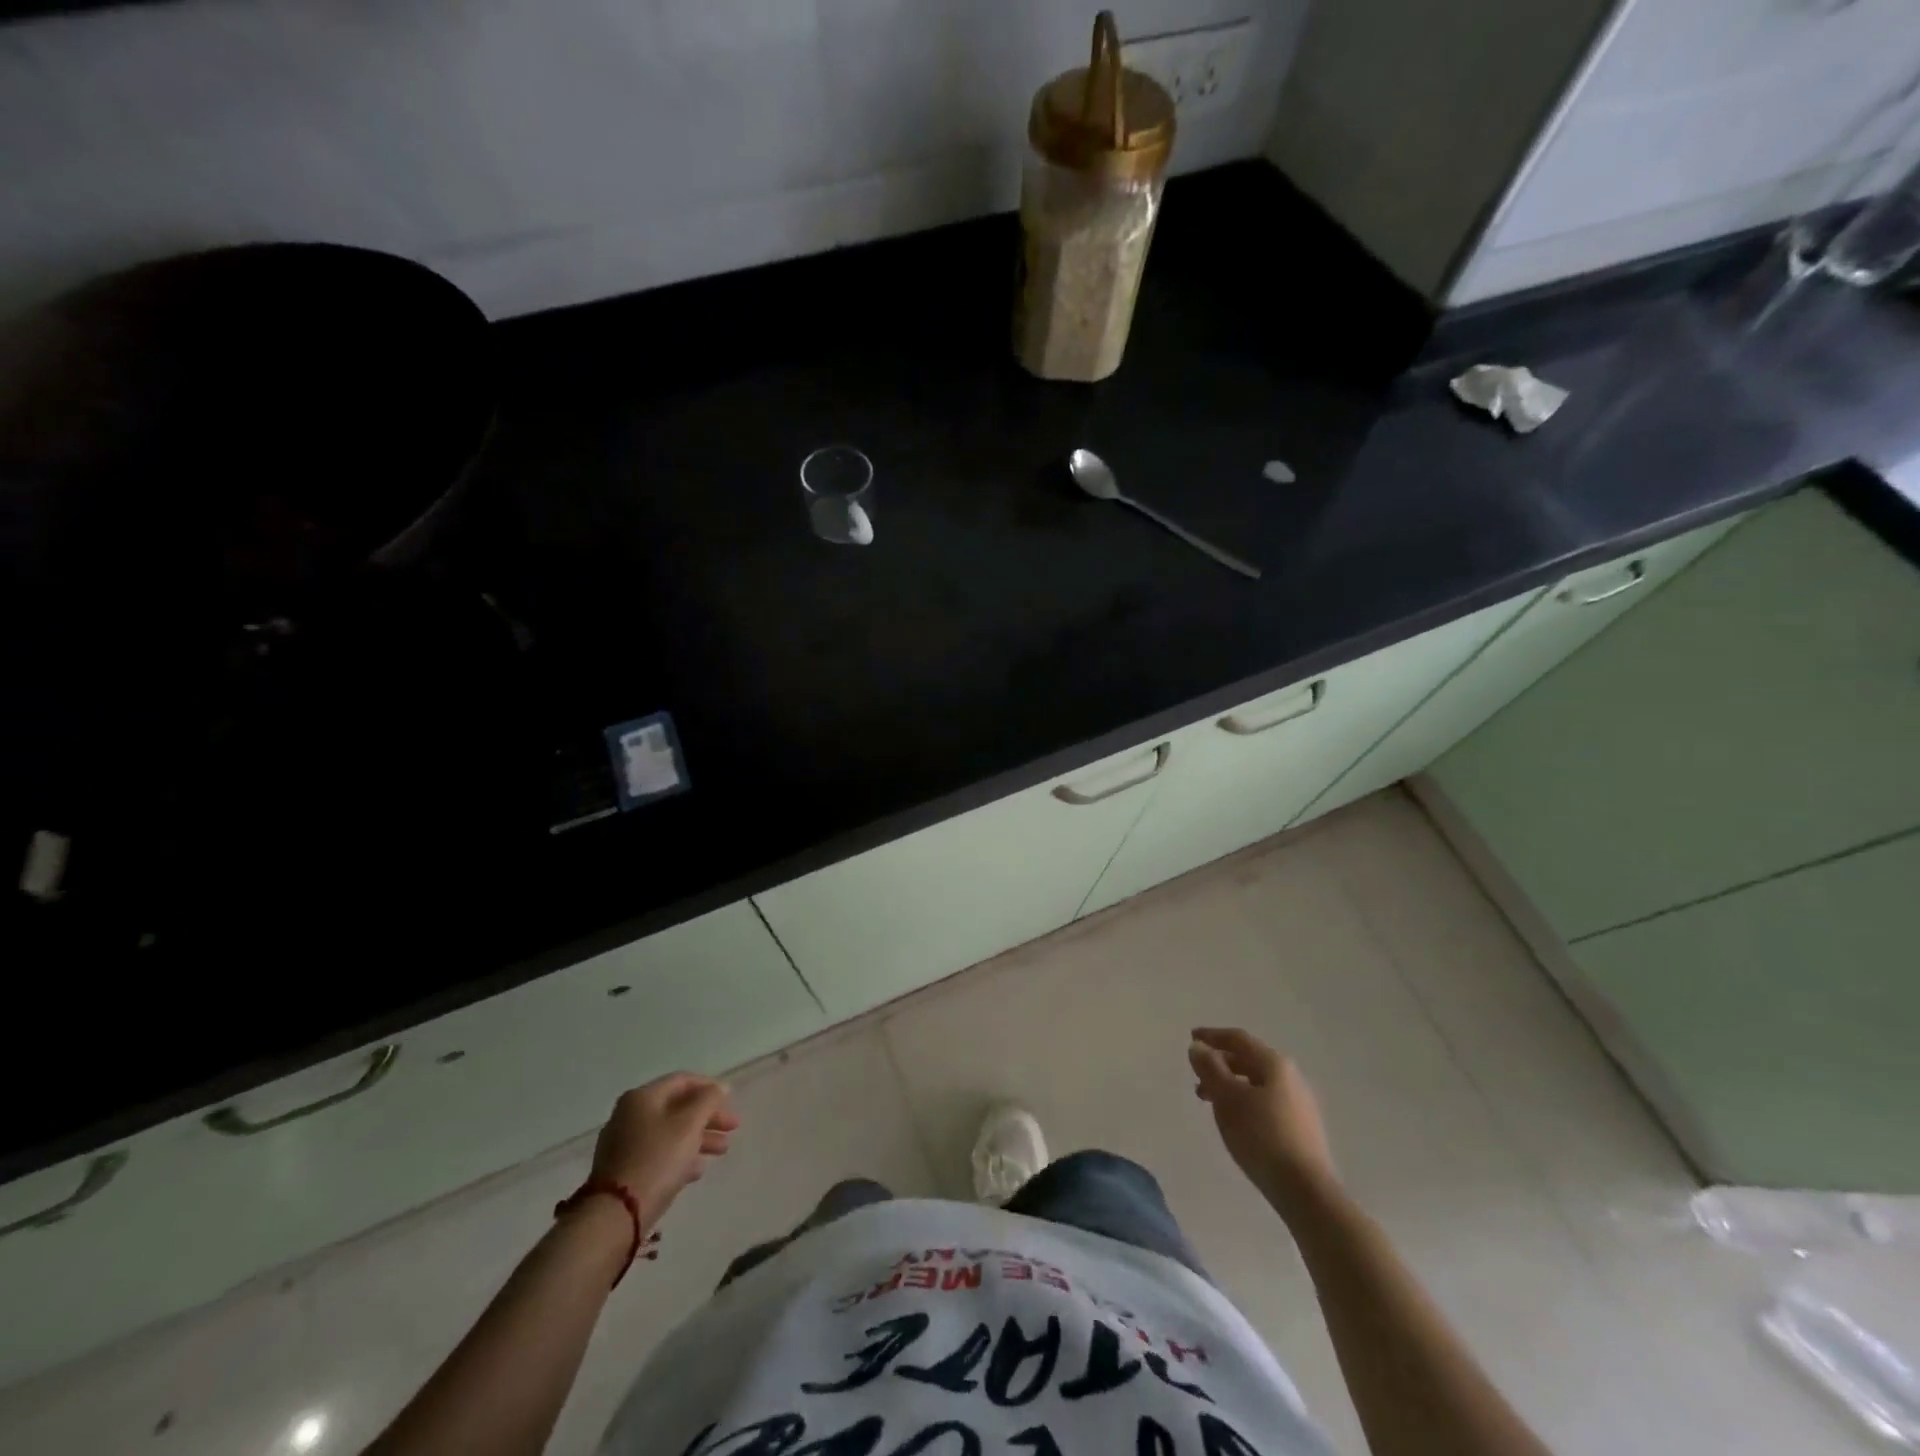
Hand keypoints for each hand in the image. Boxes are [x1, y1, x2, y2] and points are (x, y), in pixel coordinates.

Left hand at [588, 1072, 739, 1230]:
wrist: (615, 1215)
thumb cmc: (657, 1159)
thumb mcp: (690, 1123)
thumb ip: (708, 1100)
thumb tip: (719, 1088)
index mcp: (642, 1097)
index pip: (682, 1080)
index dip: (710, 1087)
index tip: (731, 1101)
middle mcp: (629, 1115)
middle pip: (677, 1108)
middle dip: (708, 1116)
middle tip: (733, 1128)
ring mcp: (624, 1144)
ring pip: (670, 1132)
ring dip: (699, 1137)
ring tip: (722, 1150)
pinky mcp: (623, 1171)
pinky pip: (659, 1154)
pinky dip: (680, 1156)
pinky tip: (697, 1169)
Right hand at [1189, 1027, 1337, 1206]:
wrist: (1306, 1191)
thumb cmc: (1261, 1136)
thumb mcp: (1227, 1098)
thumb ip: (1210, 1068)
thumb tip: (1198, 1047)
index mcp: (1274, 1064)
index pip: (1238, 1039)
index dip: (1213, 1036)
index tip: (1192, 1037)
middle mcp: (1291, 1078)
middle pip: (1249, 1060)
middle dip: (1220, 1064)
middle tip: (1197, 1076)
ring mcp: (1300, 1104)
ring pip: (1257, 1084)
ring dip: (1231, 1085)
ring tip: (1210, 1102)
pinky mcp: (1302, 1129)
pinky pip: (1266, 1103)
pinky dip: (1245, 1102)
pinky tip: (1236, 1121)